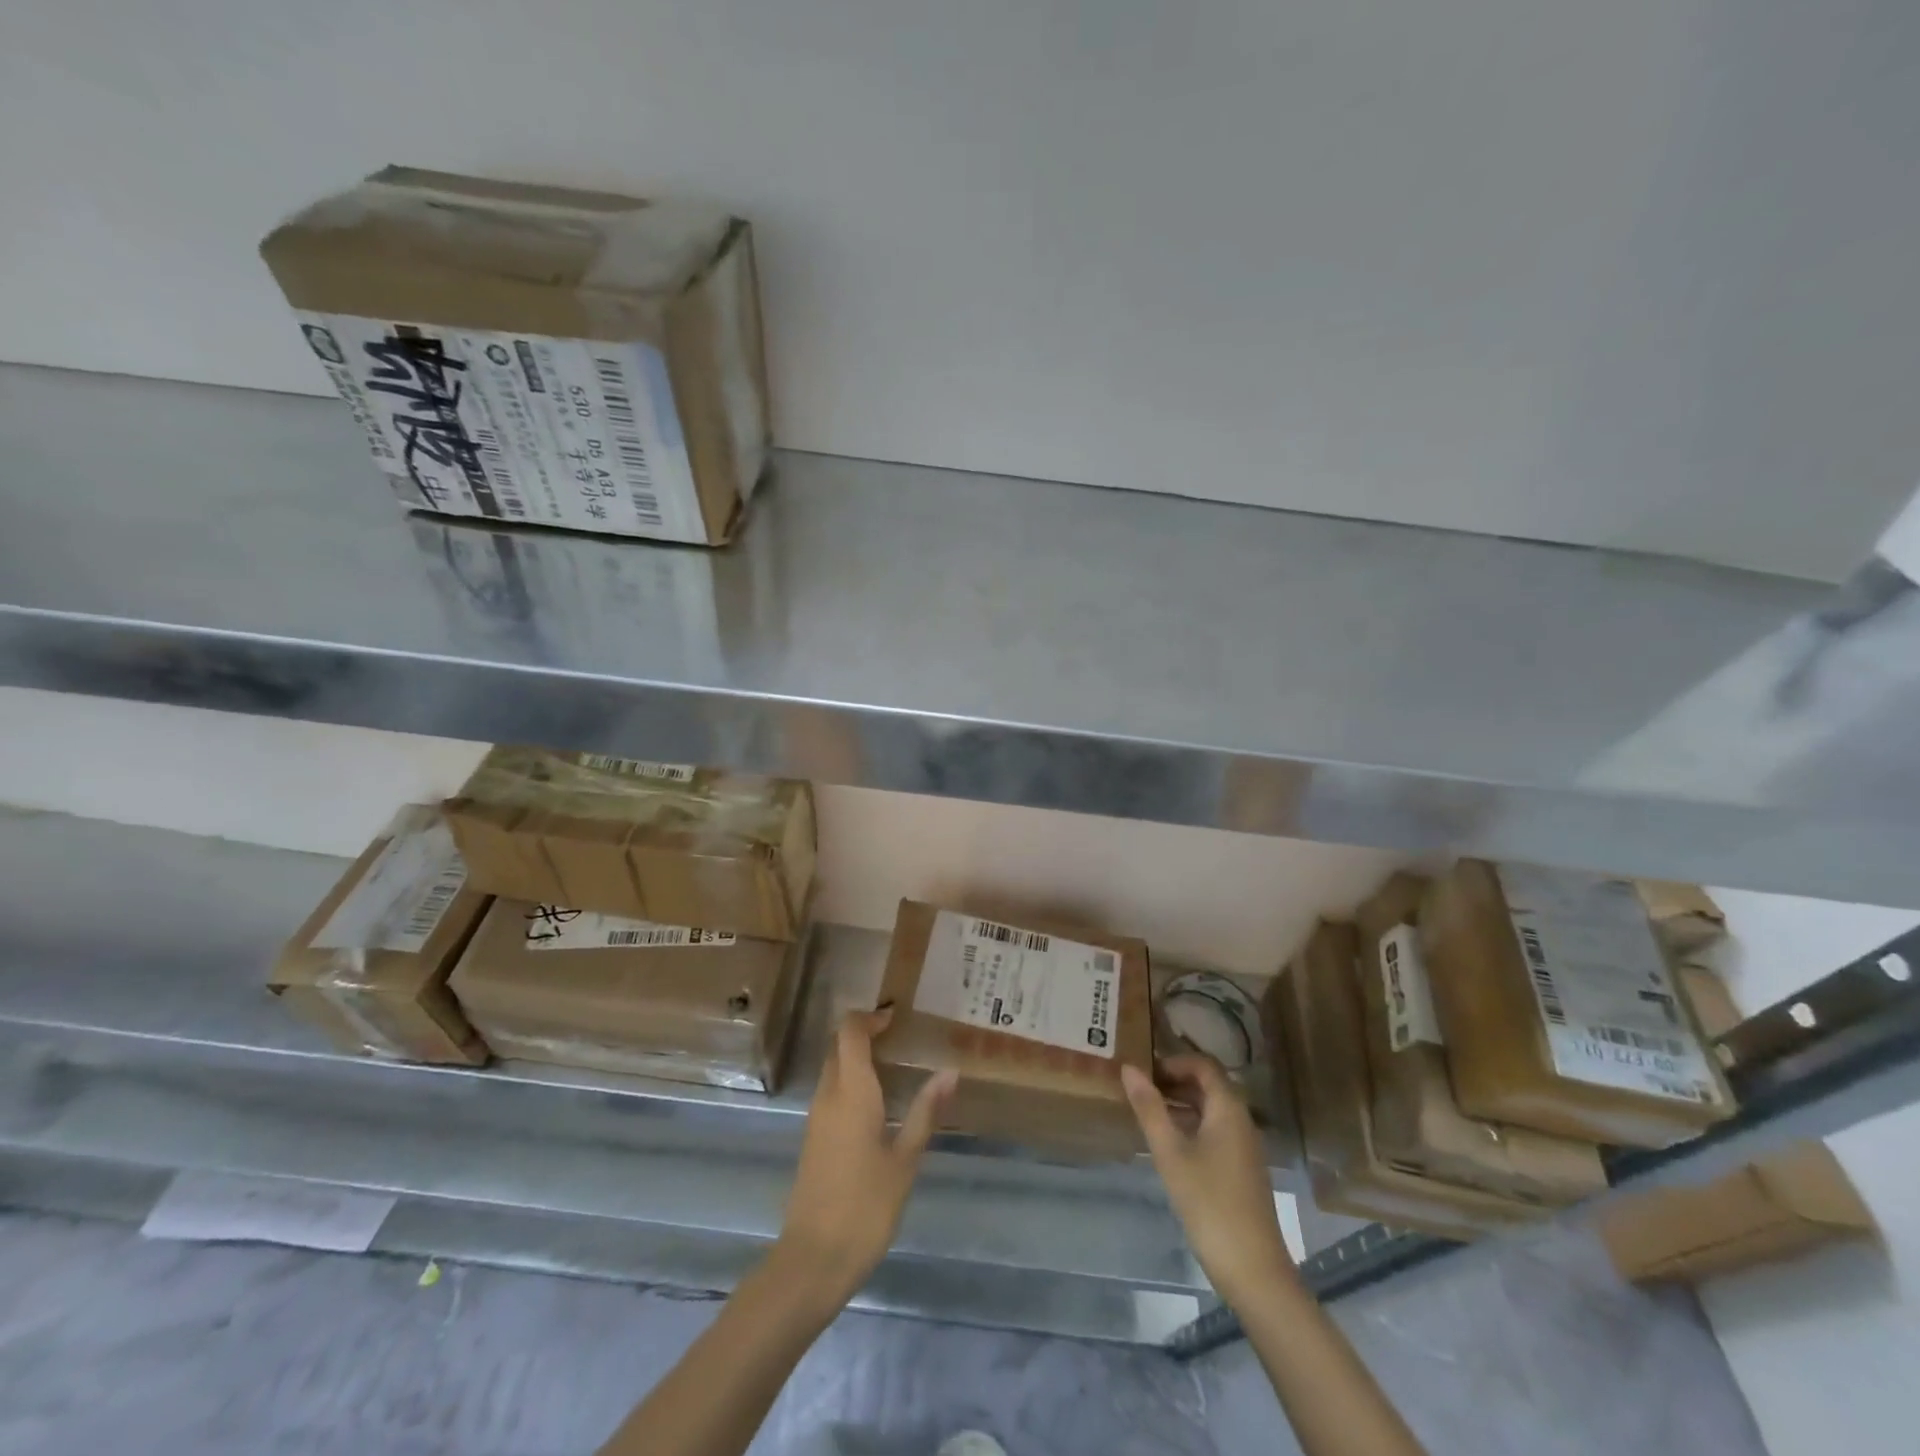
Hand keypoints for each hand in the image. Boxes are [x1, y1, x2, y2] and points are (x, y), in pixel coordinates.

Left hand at [775, 1006, 957, 1307]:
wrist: (813, 1260)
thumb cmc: (865, 1206)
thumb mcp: (905, 1160)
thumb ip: (925, 1112)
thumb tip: (950, 1071)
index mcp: (850, 1092)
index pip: (850, 1032)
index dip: (870, 1016)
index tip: (897, 1016)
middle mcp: (828, 1096)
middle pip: (838, 1046)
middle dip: (866, 1033)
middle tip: (903, 1035)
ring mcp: (816, 1118)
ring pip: (834, 1069)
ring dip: (858, 1057)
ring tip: (898, 1063)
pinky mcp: (814, 1138)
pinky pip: (832, 1092)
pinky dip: (852, 1081)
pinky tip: (879, 1101)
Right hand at [1123, 1054, 1294, 1308]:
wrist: (1253, 1268)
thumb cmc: (1208, 1202)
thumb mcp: (1170, 1153)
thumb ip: (1149, 1108)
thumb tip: (1129, 1068)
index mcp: (1228, 1108)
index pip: (1203, 1065)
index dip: (1173, 1061)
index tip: (1143, 1070)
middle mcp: (1241, 1120)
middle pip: (1208, 1085)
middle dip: (1174, 1081)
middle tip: (1139, 1089)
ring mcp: (1245, 1146)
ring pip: (1211, 1109)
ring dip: (1181, 1104)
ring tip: (1147, 1113)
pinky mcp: (1242, 1168)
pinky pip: (1216, 1130)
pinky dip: (1192, 1125)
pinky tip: (1169, 1144)